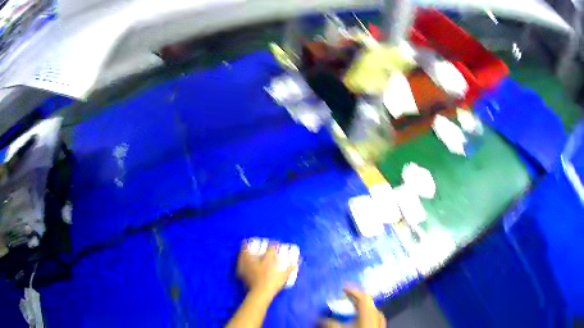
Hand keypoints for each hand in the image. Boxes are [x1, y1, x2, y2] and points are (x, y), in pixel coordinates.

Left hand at [237, 242, 296, 298]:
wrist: (261, 292)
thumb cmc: (274, 283)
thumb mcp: (285, 276)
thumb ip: (290, 268)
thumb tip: (297, 262)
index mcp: (268, 260)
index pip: (271, 248)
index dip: (274, 245)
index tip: (276, 243)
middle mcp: (257, 260)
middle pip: (254, 248)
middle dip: (253, 244)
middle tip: (252, 241)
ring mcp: (248, 265)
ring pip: (244, 254)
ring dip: (244, 250)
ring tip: (244, 246)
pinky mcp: (243, 272)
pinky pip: (240, 264)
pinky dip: (240, 262)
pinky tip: (240, 261)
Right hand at [321, 288, 385, 327]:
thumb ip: (329, 323)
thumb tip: (317, 318)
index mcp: (368, 311)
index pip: (362, 296)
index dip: (352, 290)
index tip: (343, 288)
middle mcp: (376, 313)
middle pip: (367, 302)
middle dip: (355, 299)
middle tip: (345, 297)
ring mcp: (380, 320)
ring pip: (371, 310)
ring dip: (361, 308)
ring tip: (351, 309)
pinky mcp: (381, 326)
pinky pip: (374, 317)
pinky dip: (366, 315)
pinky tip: (360, 320)